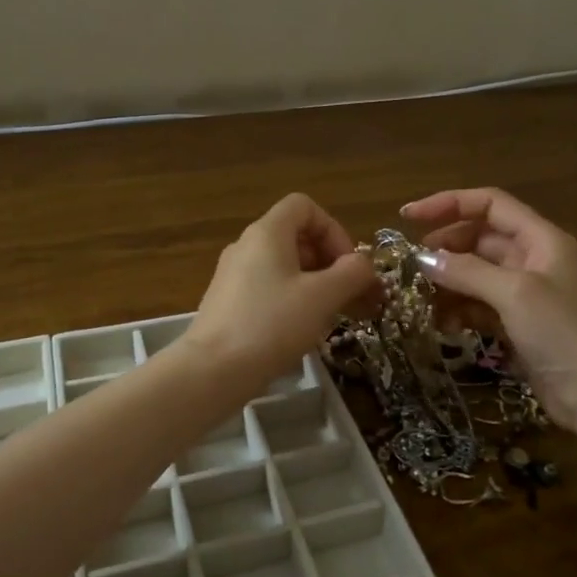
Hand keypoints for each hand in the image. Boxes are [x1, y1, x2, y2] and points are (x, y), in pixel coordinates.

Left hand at [182, 194, 376, 397]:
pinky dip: (292, 299)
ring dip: (315, 284)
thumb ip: (351, 274)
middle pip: (296, 236)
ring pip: (284, 266)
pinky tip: (302, 329)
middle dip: (329, 261)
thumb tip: (364, 264)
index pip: (304, 206)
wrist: (212, 370)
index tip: (348, 265)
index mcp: (267, 233)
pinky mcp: (228, 303)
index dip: (333, 229)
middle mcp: (247, 246)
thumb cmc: (271, 325)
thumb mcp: (321, 297)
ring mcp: (234, 275)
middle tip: (349, 294)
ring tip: (333, 315)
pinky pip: (268, 288)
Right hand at [402, 187, 576, 429]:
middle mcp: (533, 259)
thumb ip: (467, 271)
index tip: (408, 217)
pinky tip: (444, 325)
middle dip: (445, 247)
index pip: (489, 204)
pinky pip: (479, 304)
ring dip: (448, 283)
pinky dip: (459, 310)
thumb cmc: (562, 334)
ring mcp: (524, 293)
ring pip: (475, 273)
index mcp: (541, 239)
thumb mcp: (514, 294)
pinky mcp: (516, 323)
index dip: (448, 203)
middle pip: (479, 238)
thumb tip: (422, 258)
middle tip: (412, 265)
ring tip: (422, 299)